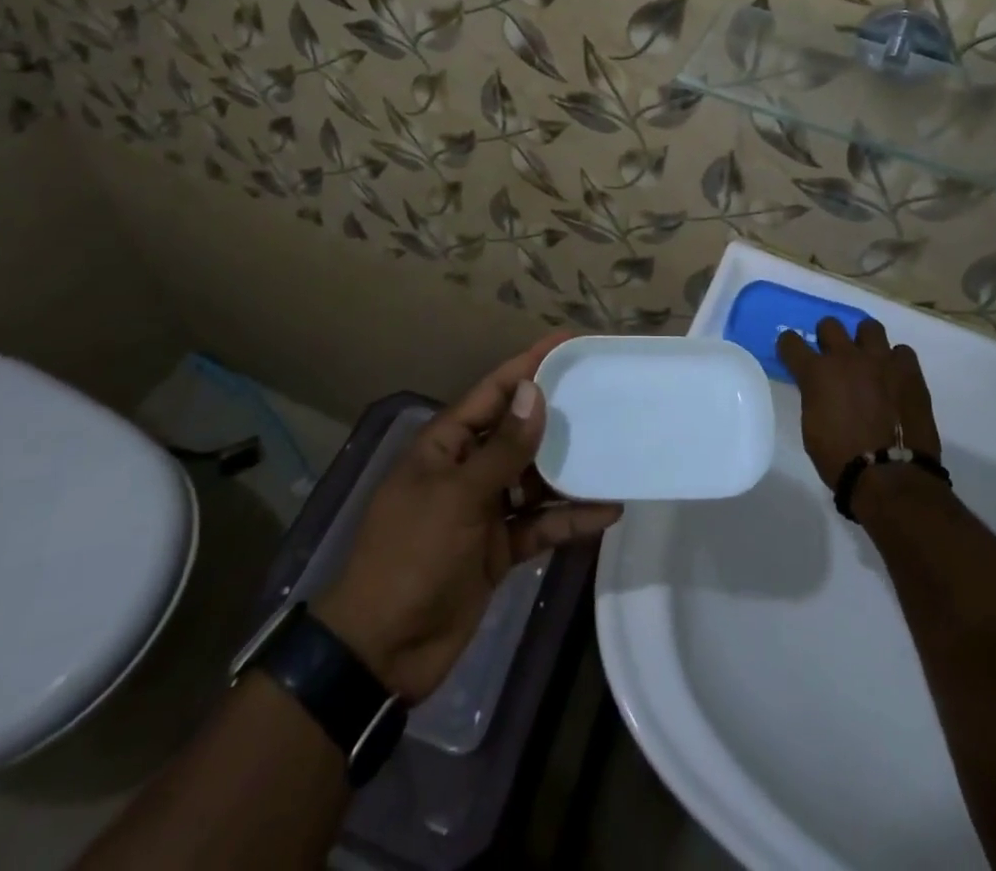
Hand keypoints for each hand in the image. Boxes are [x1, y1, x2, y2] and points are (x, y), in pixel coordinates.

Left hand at [309, 333, 620, 704]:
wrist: (382, 652)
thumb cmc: (412, 556)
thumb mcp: (457, 496)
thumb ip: (502, 448)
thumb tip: (534, 393)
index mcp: (446, 445)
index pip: (493, 392)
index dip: (528, 365)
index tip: (567, 343)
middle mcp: (467, 469)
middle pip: (519, 432)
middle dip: (557, 416)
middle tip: (605, 395)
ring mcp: (484, 510)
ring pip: (535, 478)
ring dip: (570, 470)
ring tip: (614, 451)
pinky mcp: (499, 548)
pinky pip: (541, 524)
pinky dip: (570, 518)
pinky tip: (607, 510)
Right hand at [777, 318, 941, 506]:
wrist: (891, 477)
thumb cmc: (841, 459)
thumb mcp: (812, 426)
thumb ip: (814, 396)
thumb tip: (820, 388)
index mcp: (816, 372)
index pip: (790, 341)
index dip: (789, 346)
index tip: (793, 354)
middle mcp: (846, 357)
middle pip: (830, 324)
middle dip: (828, 338)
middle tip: (833, 358)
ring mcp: (881, 360)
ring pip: (869, 327)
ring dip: (864, 342)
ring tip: (868, 361)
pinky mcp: (909, 371)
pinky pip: (901, 352)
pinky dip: (895, 362)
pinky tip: (895, 379)